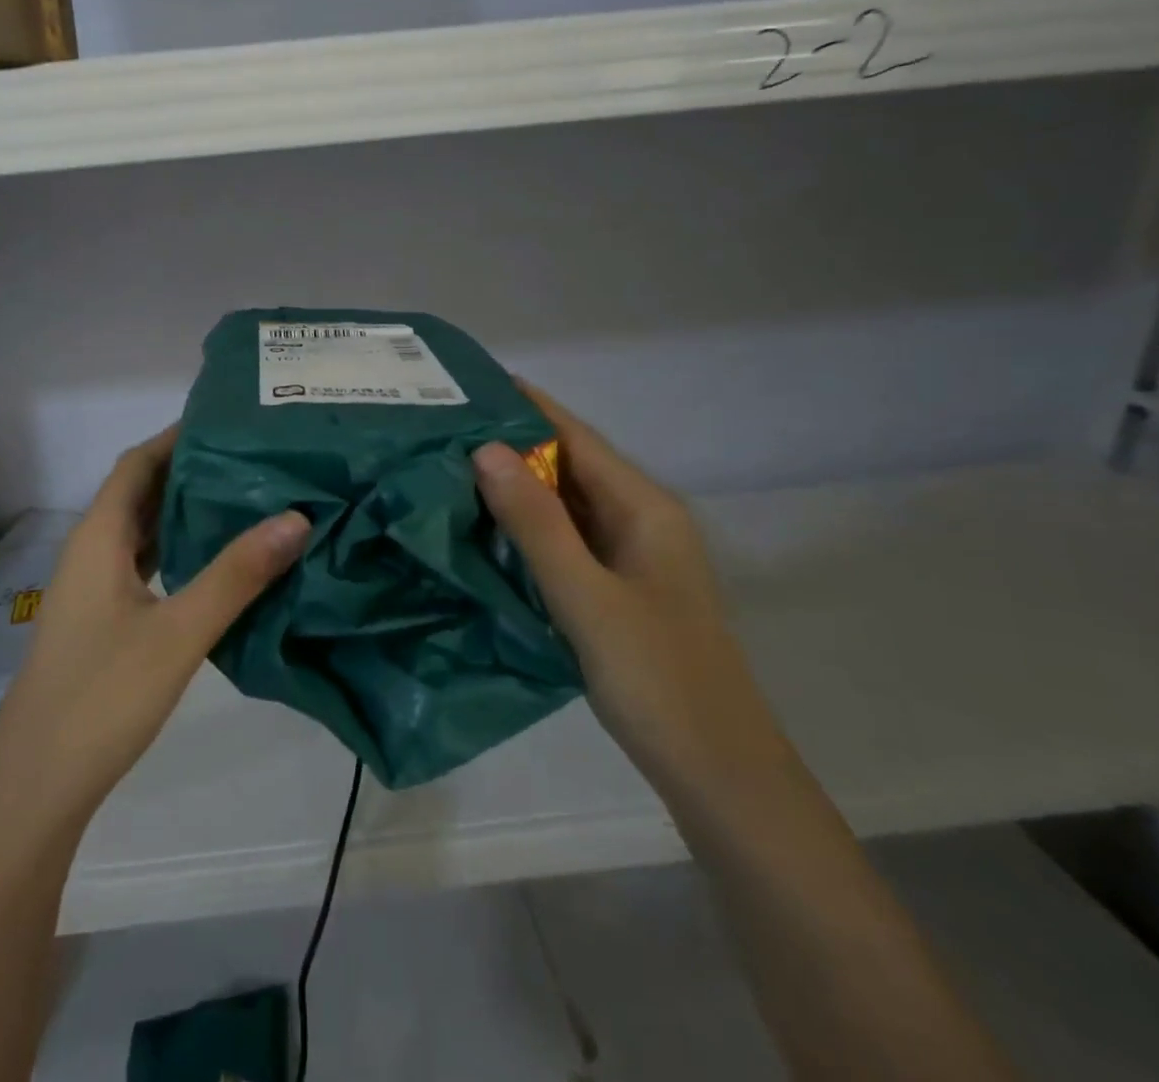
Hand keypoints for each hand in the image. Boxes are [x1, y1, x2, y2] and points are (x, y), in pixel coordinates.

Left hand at [0, 427, 310, 827]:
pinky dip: (175, 550)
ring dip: (182, 511)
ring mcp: (93, 587)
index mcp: (99, 537)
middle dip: (188, 470)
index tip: (227, 422)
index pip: (137, 463)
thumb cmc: (103, 695)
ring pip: (141, 530)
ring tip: (242, 498)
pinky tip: (212, 562)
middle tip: (250, 457)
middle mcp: (91, 550)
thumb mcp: (179, 632)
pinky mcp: (101, 619)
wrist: (37, 782)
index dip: (176, 436)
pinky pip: (142, 564)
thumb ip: (236, 575)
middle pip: (139, 492)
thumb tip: (295, 517)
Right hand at [473, 383, 795, 806]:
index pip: (575, 436)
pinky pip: (564, 539)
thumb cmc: (656, 677)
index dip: (524, 406)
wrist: (718, 773)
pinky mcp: (616, 587)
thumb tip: (485, 449)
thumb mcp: (586, 597)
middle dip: (509, 444)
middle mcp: (639, 519)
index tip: (467, 385)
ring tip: (447, 467)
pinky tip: (483, 527)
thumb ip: (536, 522)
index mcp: (643, 507)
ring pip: (564, 503)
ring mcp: (629, 555)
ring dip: (514, 485)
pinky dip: (526, 526)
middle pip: (568, 464)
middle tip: (440, 429)